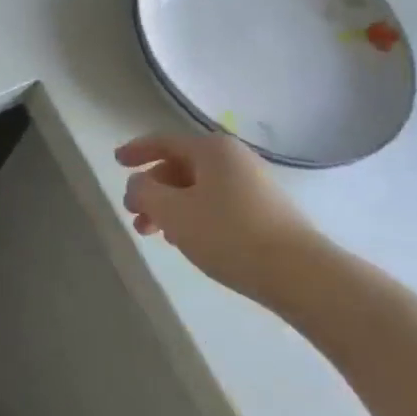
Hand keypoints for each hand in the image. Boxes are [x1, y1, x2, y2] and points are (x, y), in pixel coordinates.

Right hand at [116, 131, 319, 310]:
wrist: (300, 274)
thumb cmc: (229, 234)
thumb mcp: (173, 212)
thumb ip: (145, 192)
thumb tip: (138, 184)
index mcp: (211, 149)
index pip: (163, 142)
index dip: (136, 151)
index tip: (116, 162)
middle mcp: (233, 158)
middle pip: (180, 167)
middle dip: (153, 189)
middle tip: (134, 215)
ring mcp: (253, 184)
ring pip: (198, 189)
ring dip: (171, 207)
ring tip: (155, 235)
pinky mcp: (265, 211)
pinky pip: (217, 203)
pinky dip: (194, 216)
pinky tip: (188, 240)